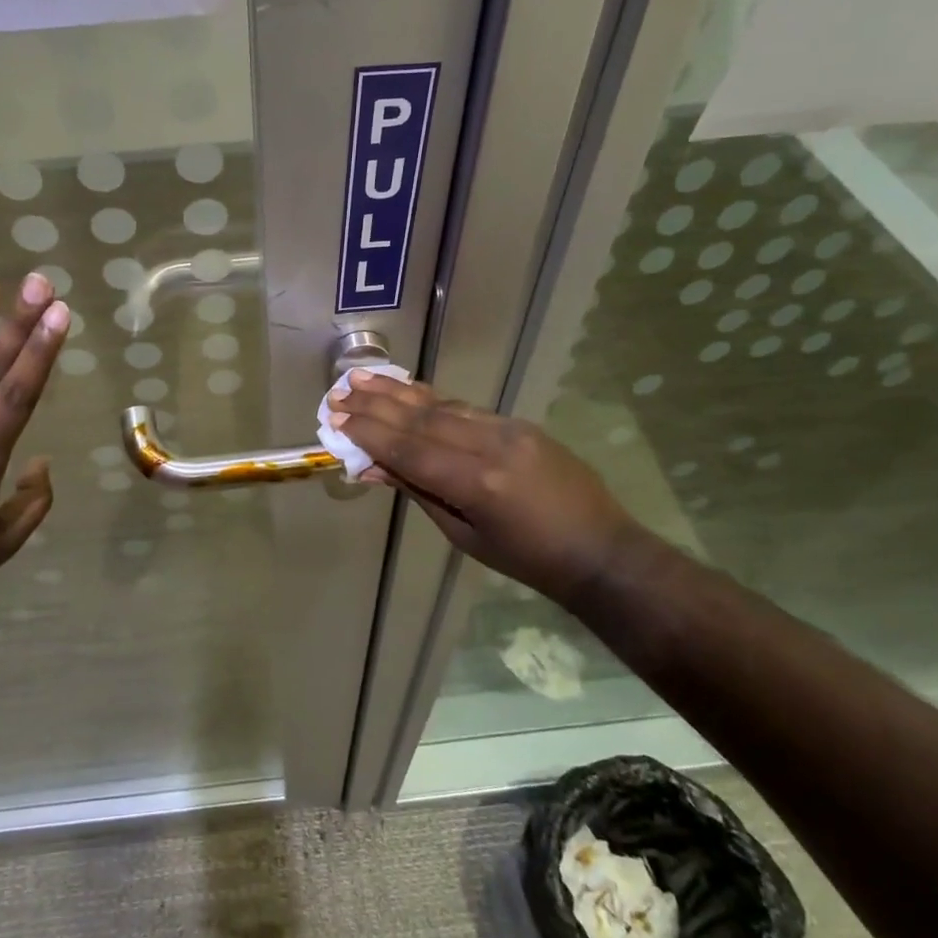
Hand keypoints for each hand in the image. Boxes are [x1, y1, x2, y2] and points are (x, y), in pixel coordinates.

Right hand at [326, 372, 641, 604]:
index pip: (411, 450)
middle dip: (377, 405)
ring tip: (363, 378)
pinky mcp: (520, 424)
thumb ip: (420, 493)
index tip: (337, 419)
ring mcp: (509, 430)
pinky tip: (407, 391)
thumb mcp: (464, 535)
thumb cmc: (527, 559)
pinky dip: (432, 400)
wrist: (600, 549)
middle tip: (340, 391)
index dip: (371, 433)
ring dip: (399, 393)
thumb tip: (373, 467)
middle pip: (422, 419)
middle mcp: (491, 446)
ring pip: (443, 406)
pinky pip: (466, 408)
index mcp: (478, 484)